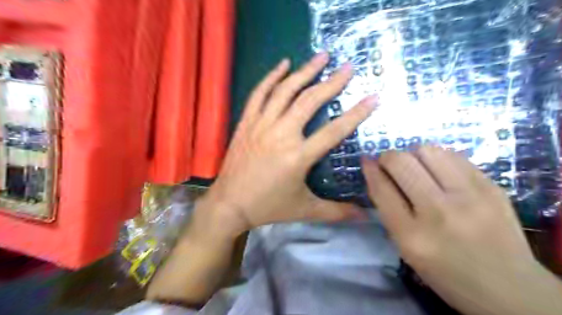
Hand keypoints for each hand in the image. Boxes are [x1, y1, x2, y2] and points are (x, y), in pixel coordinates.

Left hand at [200, 53, 374, 237]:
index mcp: (298, 156)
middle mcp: (281, 135)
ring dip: (304, 71)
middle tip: (348, 67)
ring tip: (321, 57)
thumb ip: (337, 212)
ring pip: (285, 91)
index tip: (373, 97)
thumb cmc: (269, 207)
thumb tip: (366, 217)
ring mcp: (261, 125)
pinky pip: (259, 94)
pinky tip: (283, 64)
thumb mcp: (305, 210)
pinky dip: (271, 77)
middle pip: (310, 101)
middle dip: (331, 82)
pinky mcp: (247, 122)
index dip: (356, 113)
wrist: (230, 203)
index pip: (334, 130)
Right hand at [362, 146, 558, 314]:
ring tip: (417, 167)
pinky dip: (438, 159)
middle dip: (389, 157)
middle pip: (402, 163)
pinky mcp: (492, 188)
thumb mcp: (406, 249)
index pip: (382, 189)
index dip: (370, 169)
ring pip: (428, 151)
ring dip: (414, 155)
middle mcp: (439, 212)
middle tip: (390, 163)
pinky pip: (454, 156)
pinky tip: (440, 172)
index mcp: (412, 236)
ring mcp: (469, 197)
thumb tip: (376, 173)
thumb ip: (389, 211)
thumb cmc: (446, 272)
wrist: (509, 289)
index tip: (367, 160)